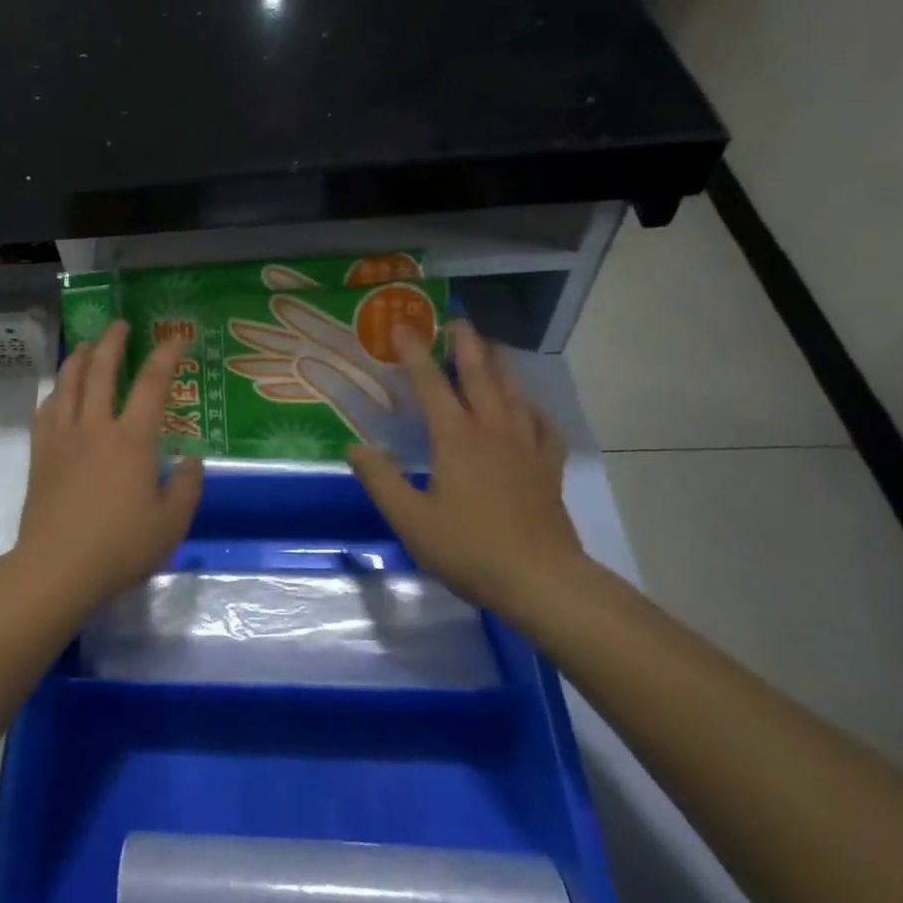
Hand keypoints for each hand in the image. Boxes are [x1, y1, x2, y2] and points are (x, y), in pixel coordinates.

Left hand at [11, 321, 204, 610]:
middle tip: (120, 325)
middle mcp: (96, 427)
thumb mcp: (171, 524)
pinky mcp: (41, 453)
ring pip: (69, 384)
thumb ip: (187, 488)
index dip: (166, 357)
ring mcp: (63, 437)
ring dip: (80, 358)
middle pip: (102, 371)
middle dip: (113, 342)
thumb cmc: (120, 547)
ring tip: (87, 345)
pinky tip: (58, 392)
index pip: (152, 385)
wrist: (57, 567)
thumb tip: (192, 460)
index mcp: (132, 440)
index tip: (176, 339)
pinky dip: (55, 392)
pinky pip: (46, 410)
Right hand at [345, 320, 582, 613]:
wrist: (542, 581)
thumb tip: (354, 446)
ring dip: (501, 367)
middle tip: (458, 321)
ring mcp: (526, 449)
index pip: (431, 386)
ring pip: (513, 395)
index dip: (415, 354)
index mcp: (456, 439)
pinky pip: (544, 428)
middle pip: (480, 378)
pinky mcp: (547, 470)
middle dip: (467, 347)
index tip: (402, 326)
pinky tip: (529, 407)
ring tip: (493, 347)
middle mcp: (492, 432)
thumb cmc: (469, 548)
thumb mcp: (410, 519)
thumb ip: (380, 480)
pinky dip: (534, 410)